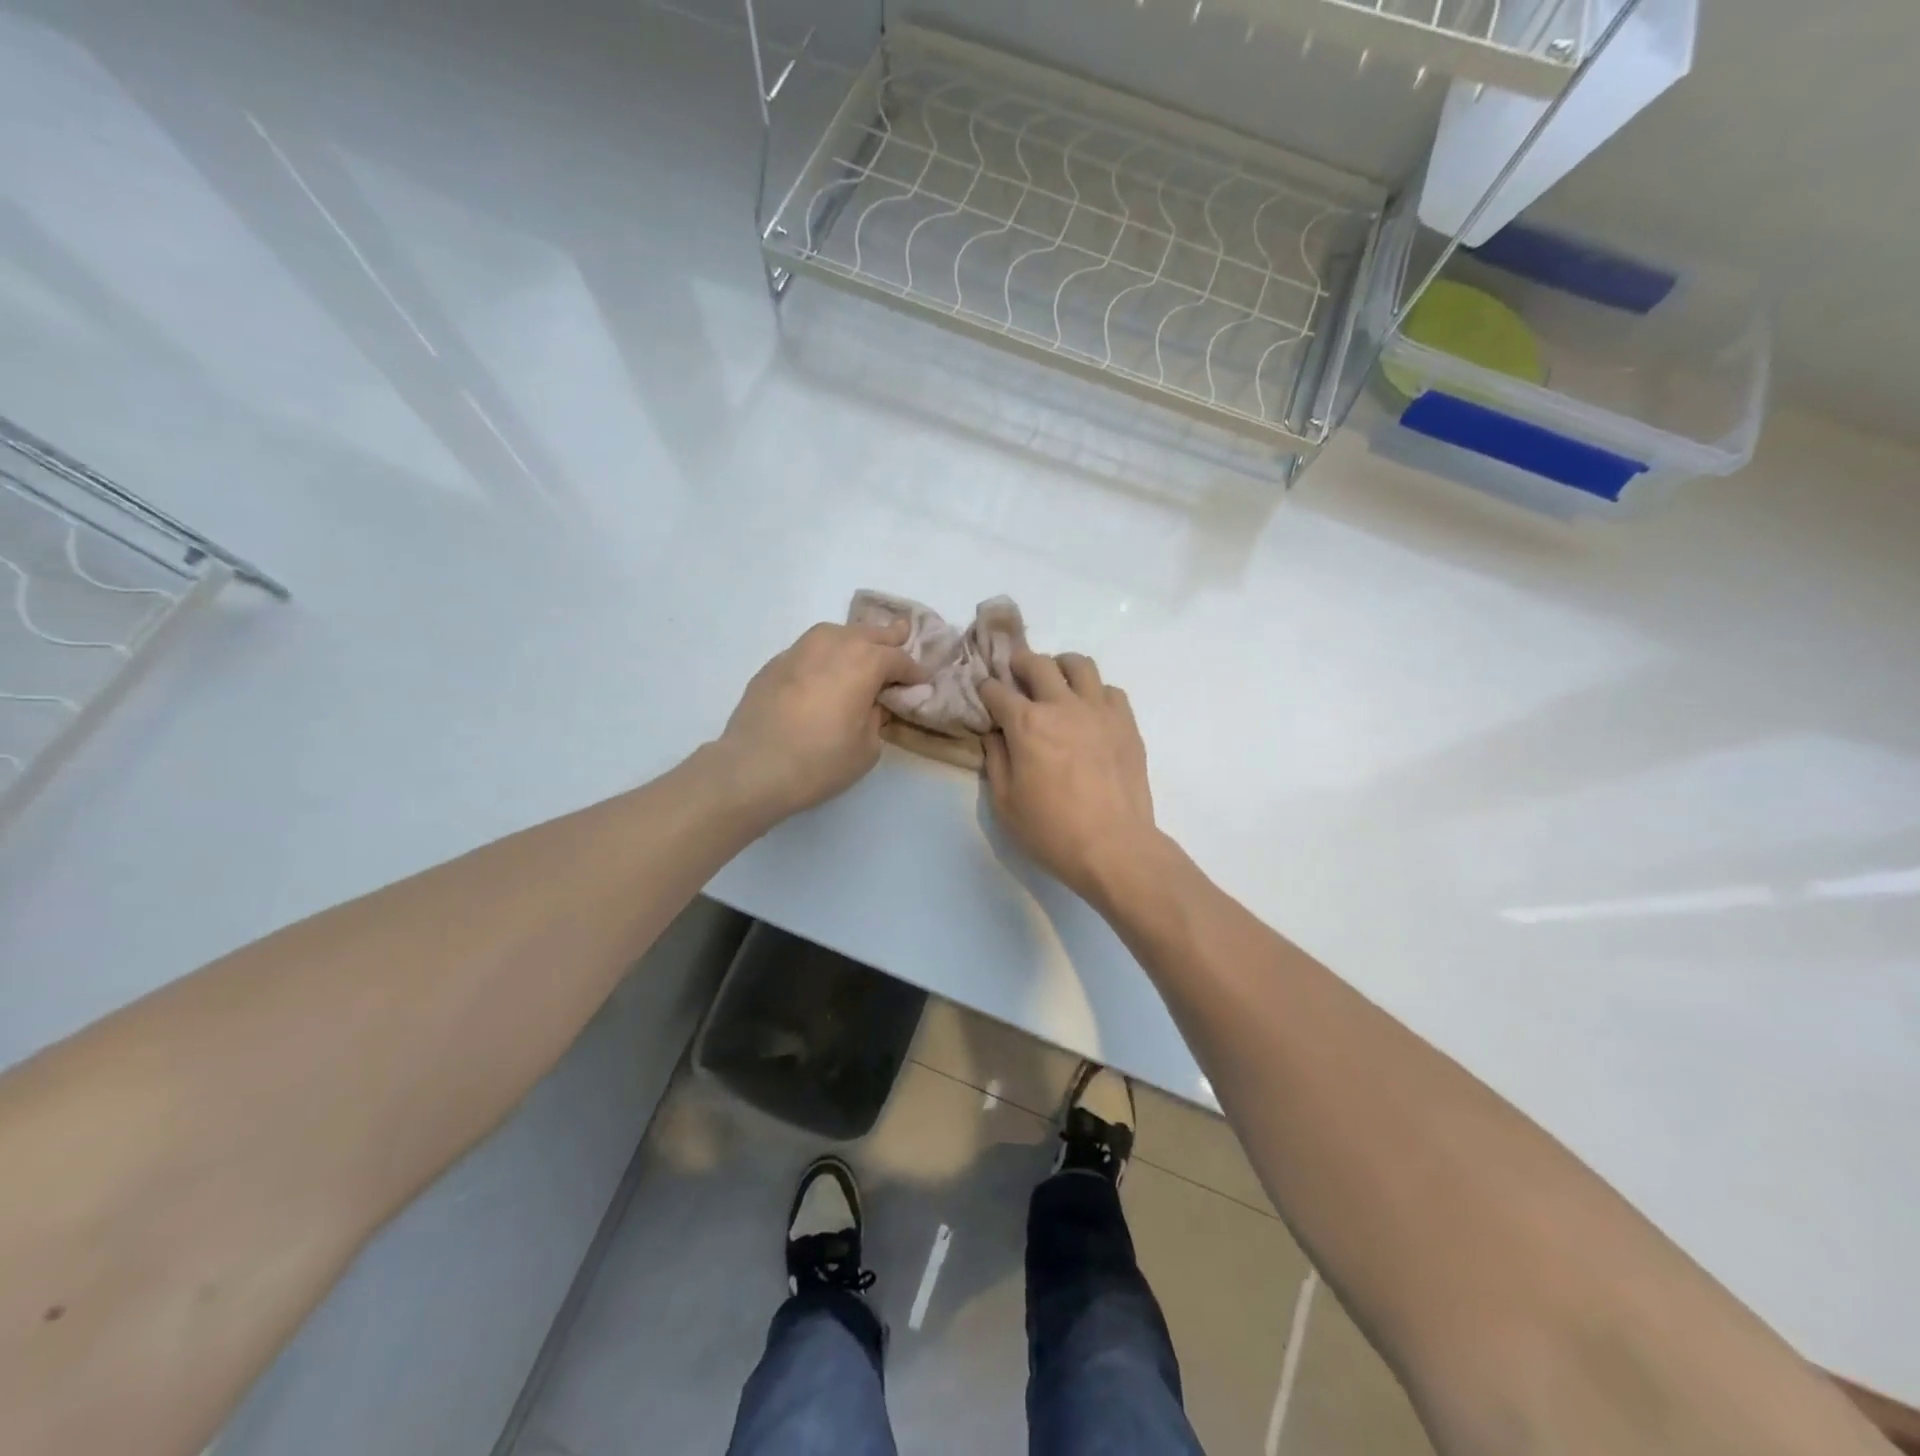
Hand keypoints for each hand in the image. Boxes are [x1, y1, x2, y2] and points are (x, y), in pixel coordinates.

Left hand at [715, 621, 927, 818]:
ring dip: (854, 639)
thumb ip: (875, 717)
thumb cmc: (820, 762)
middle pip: (869, 634)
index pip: (898, 659)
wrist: (753, 767)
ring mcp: (800, 650)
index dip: (913, 671)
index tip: (921, 680)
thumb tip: (871, 702)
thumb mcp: (867, 748)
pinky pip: (810, 649)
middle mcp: (834, 645)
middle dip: (888, 637)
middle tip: (903, 634)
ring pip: (836, 634)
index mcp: (865, 662)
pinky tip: (824, 670)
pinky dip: (825, 655)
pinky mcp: (775, 664)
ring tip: (862, 648)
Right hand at [980, 651, 1158, 907]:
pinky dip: (1095, 692)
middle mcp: (1062, 705)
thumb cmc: (1051, 831)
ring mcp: (1099, 710)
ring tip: (1056, 683)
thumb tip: (995, 734)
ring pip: (1079, 664)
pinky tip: (1090, 711)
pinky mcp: (1126, 722)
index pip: (997, 690)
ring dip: (1061, 667)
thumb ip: (996, 760)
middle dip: (1020, 664)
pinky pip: (1110, 690)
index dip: (986, 689)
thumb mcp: (1005, 803)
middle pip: (1037, 663)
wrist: (1113, 846)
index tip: (984, 694)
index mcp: (1026, 724)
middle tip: (1016, 676)